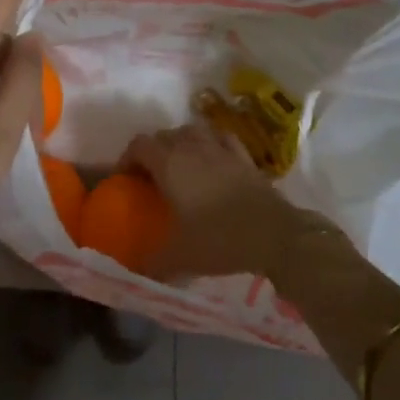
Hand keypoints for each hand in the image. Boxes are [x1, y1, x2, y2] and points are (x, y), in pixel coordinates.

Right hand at [124, 122, 298, 280]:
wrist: (273, 234)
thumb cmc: (219, 240)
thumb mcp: (180, 256)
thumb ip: (154, 260)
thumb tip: (136, 268)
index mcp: (169, 164)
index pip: (139, 145)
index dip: (128, 158)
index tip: (126, 178)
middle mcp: (191, 147)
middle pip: (163, 135)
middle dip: (153, 151)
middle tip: (152, 177)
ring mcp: (219, 148)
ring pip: (191, 130)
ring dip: (180, 142)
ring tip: (181, 163)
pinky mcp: (243, 155)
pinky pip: (220, 137)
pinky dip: (211, 142)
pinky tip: (213, 157)